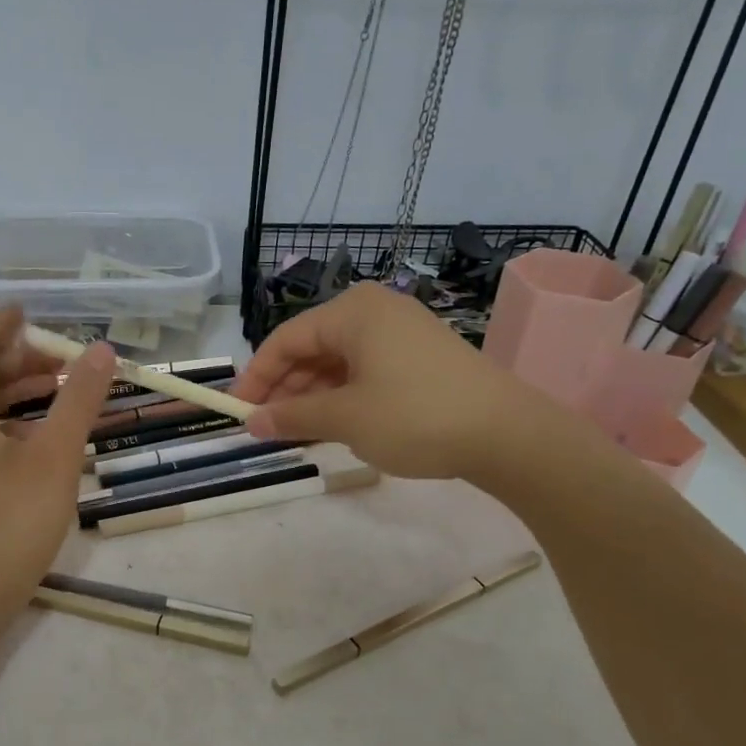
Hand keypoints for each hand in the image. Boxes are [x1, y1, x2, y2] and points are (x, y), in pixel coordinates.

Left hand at [0, 307, 114, 637]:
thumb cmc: (5, 526)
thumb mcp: (54, 459)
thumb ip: (78, 400)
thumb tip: (102, 350)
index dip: (3, 323)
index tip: (32, 311)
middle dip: (19, 360)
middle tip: (66, 360)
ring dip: (15, 392)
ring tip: (61, 391)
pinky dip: (5, 422)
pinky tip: (39, 440)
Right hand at [234, 281, 557, 481]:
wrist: (507, 434)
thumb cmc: (415, 416)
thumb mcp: (345, 418)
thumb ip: (292, 417)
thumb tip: (252, 422)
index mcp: (353, 312)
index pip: (286, 339)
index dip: (257, 376)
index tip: (239, 410)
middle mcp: (375, 311)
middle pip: (312, 347)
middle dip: (285, 387)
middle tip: (266, 425)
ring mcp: (402, 331)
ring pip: (339, 361)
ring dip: (313, 394)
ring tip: (296, 430)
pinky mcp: (421, 355)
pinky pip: (365, 369)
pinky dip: (343, 394)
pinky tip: (335, 423)